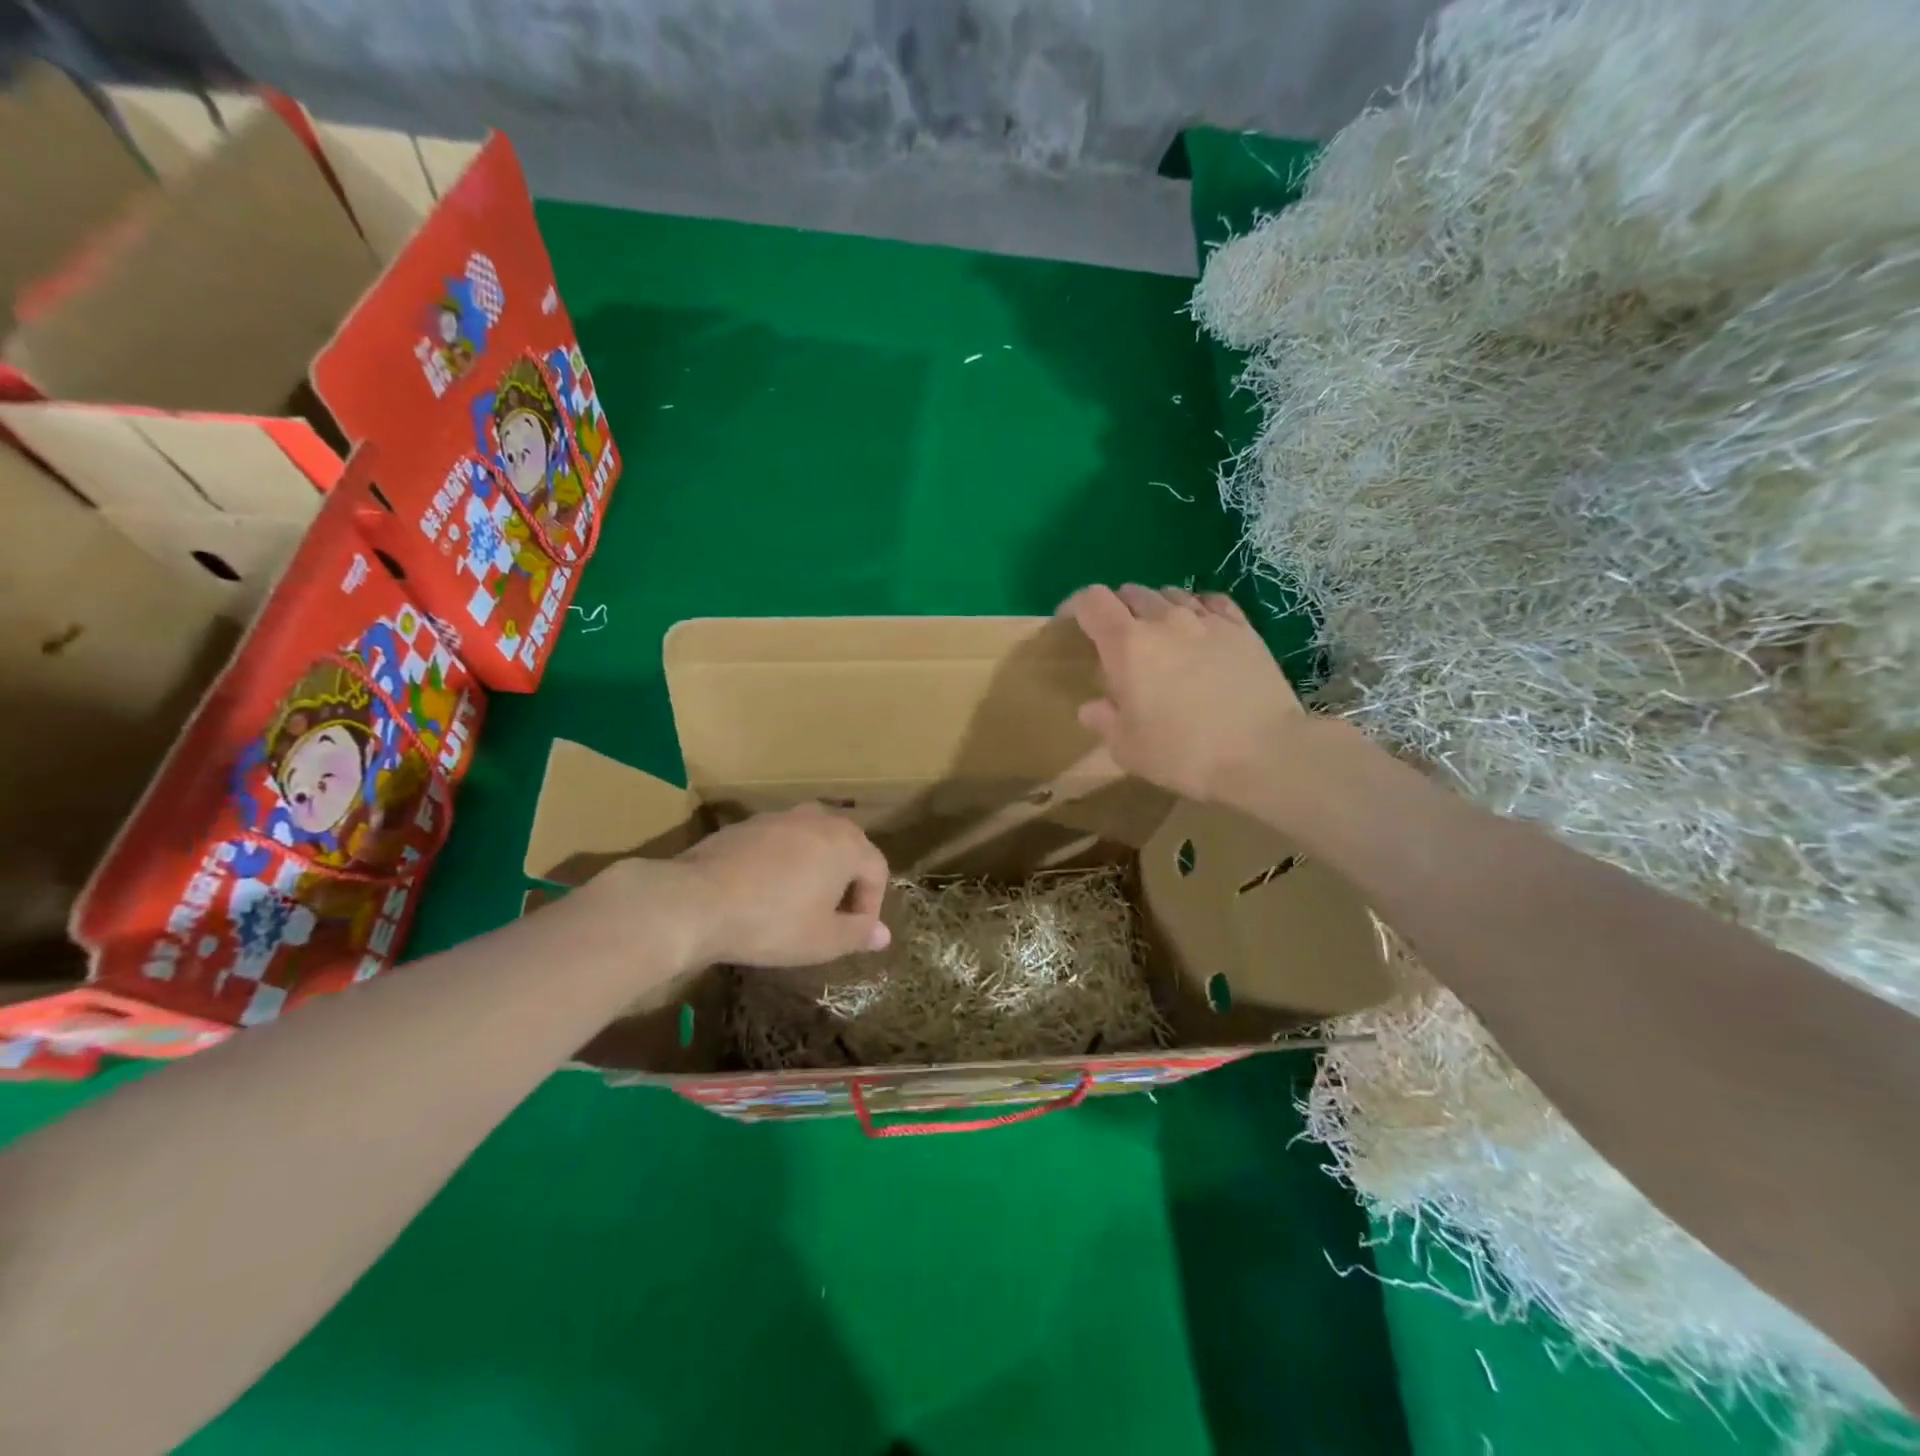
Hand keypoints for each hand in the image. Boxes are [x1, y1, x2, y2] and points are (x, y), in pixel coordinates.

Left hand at [672, 804, 891, 967]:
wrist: (696, 901)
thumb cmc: (772, 923)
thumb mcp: (823, 940)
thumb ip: (858, 934)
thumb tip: (883, 934)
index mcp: (846, 842)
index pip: (877, 869)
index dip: (872, 905)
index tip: (854, 933)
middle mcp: (818, 819)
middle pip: (847, 848)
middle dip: (846, 882)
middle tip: (832, 917)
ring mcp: (779, 817)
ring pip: (812, 842)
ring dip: (815, 869)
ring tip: (798, 903)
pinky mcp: (746, 825)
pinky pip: (779, 843)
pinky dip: (782, 864)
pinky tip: (763, 892)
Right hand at [1062, 584, 1308, 805]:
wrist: (1264, 753)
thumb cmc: (1183, 753)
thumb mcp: (1128, 748)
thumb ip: (1104, 721)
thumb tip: (1092, 707)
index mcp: (1127, 645)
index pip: (1092, 601)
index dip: (1075, 606)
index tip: (1070, 624)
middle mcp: (1165, 620)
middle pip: (1131, 592)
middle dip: (1116, 609)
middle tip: (1116, 640)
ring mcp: (1208, 620)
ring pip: (1171, 593)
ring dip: (1156, 608)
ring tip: (1159, 635)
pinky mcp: (1243, 628)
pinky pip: (1212, 602)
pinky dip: (1197, 608)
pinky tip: (1200, 629)